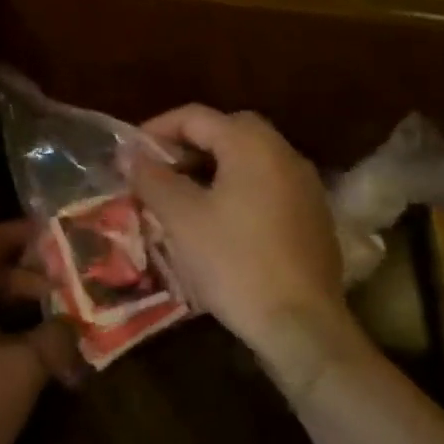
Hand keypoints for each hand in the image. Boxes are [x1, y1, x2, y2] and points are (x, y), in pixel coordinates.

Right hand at [128, 106, 355, 370]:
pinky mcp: (314, 216)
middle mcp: (284, 153)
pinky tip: (218, 222)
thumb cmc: (234, 262)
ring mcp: (305, 185)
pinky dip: (237, 189)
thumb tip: (129, 154)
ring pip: (248, 159)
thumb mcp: (181, 217)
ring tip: (181, 197)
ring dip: (211, 168)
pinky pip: (266, 185)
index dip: (156, 129)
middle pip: (226, 131)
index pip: (195, 116)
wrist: (302, 327)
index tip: (130, 155)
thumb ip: (152, 177)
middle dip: (186, 146)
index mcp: (251, 144)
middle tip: (157, 172)